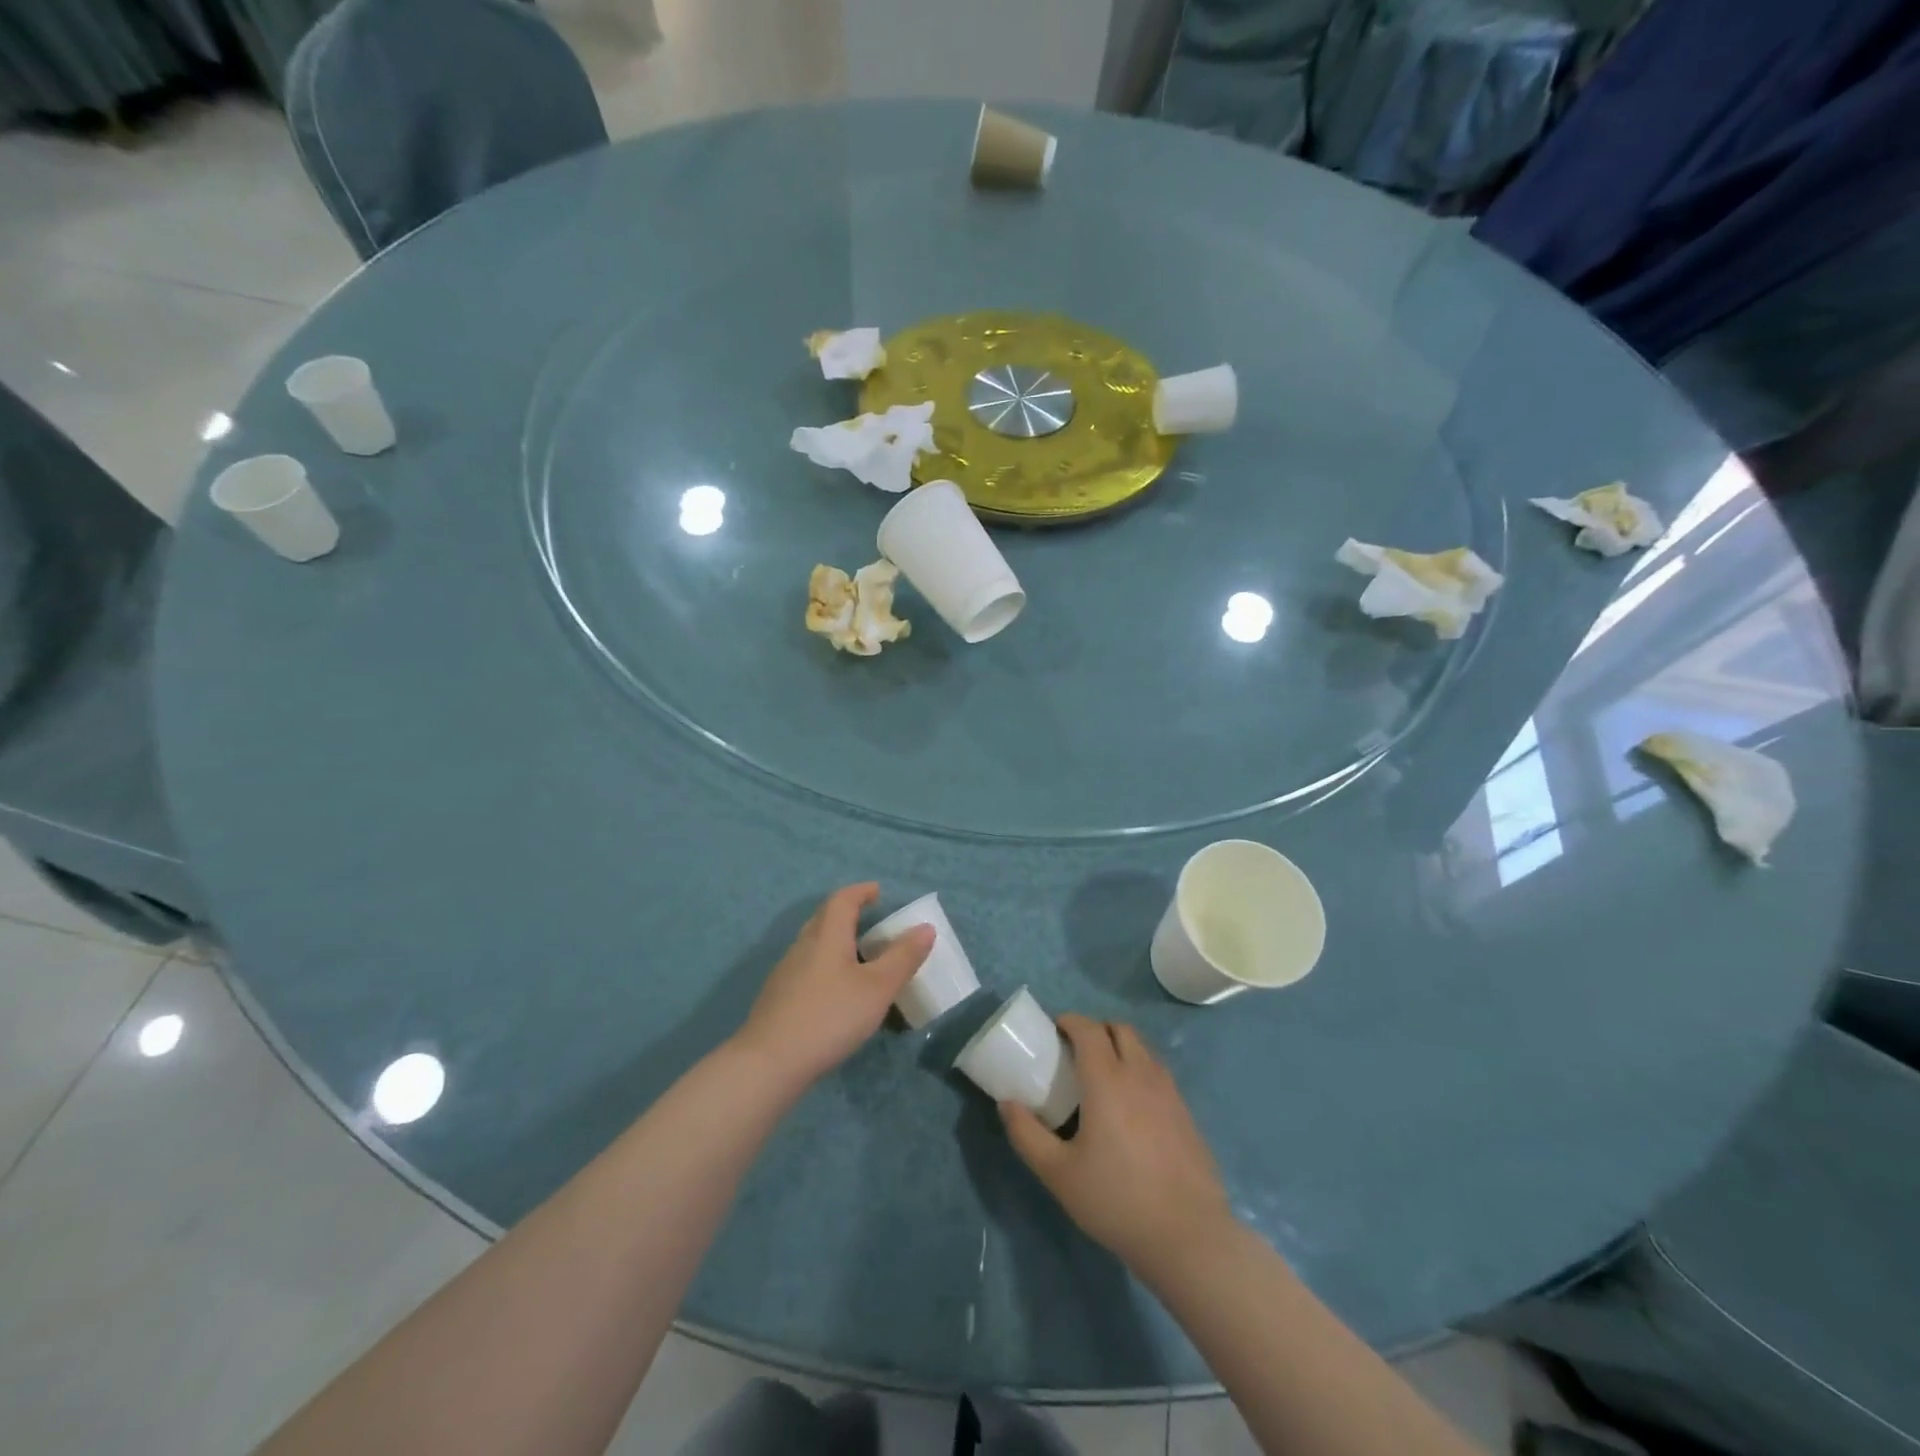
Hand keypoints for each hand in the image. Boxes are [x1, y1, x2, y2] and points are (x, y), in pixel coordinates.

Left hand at [733, 884, 933, 1089]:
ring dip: (836, 942)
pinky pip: (806, 968)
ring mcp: (786, 972)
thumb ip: (903, 957)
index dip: (861, 891)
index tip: (878, 892)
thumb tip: (926, 927)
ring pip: (814, 945)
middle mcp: (803, 945)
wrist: (769, 1063)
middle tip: (871, 922)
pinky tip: (836, 993)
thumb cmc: (830, 1016)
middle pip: (824, 918)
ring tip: (859, 959)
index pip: (842, 899)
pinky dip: (826, 967)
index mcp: (827, 935)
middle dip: (848, 914)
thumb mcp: (878, 988)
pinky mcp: (778, 998)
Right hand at [1001, 1015, 1233, 1279]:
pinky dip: (1140, 1071)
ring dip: (1121, 1047)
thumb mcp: (1058, 1173)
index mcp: (1108, 1080)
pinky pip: (1159, 1074)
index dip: (1070, 1021)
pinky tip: (1132, 1107)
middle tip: (1076, 1050)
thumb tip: (1007, 1104)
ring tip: (1103, 1075)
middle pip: (1120, 1029)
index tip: (1054, 1029)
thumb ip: (1027, 1135)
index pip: (1089, 1029)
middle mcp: (1140, 1074)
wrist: (1188, 1236)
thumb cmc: (1116, 1200)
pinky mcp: (1187, 1113)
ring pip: (1143, 1049)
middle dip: (1096, 1029)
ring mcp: (1169, 1092)